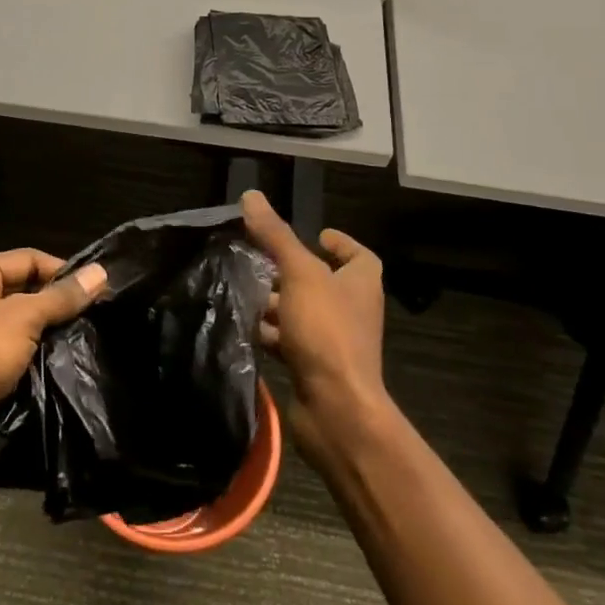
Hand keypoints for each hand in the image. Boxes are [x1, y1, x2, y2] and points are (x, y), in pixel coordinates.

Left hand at [0, 249, 107, 482]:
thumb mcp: (20, 319)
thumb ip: (61, 297)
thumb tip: (101, 273)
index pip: (27, 259)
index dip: (63, 271)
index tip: (101, 290)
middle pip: (23, 291)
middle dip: (57, 306)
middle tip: (98, 319)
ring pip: (19, 327)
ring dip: (47, 337)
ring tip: (87, 343)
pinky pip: (10, 356)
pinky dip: (32, 361)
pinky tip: (62, 369)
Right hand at [240, 190, 388, 458]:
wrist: (336, 409)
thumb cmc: (327, 332)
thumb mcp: (300, 274)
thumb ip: (276, 236)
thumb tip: (252, 195)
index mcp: (361, 283)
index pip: (359, 256)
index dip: (340, 243)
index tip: (315, 234)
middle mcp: (352, 311)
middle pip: (323, 282)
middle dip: (291, 271)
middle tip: (259, 259)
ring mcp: (334, 342)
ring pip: (302, 313)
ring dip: (276, 303)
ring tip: (243, 289)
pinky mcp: (314, 368)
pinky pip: (290, 342)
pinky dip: (271, 333)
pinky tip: (245, 326)